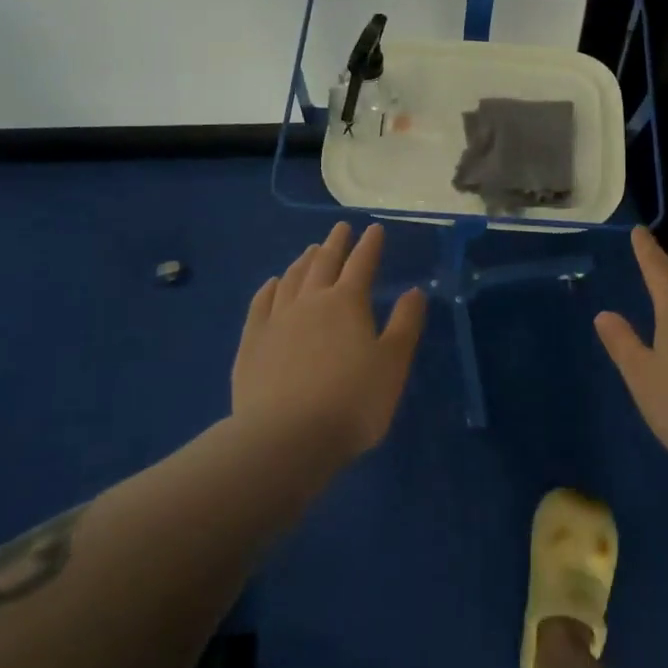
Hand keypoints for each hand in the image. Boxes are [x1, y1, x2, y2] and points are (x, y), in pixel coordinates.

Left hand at [231, 222, 427, 459]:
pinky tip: (272, 284)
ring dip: (303, 261)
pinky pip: (261, 304)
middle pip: (324, 263)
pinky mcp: (252, 342)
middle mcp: (311, 301)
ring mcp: (277, 320)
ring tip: (311, 251)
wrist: (285, 438)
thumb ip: (405, 325)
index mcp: (347, 303)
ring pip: (291, 279)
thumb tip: (414, 291)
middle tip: (341, 228)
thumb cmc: (351, 401)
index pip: (362, 263)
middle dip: (335, 243)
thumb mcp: (392, 364)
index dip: (370, 245)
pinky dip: (269, 288)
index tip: (375, 229)